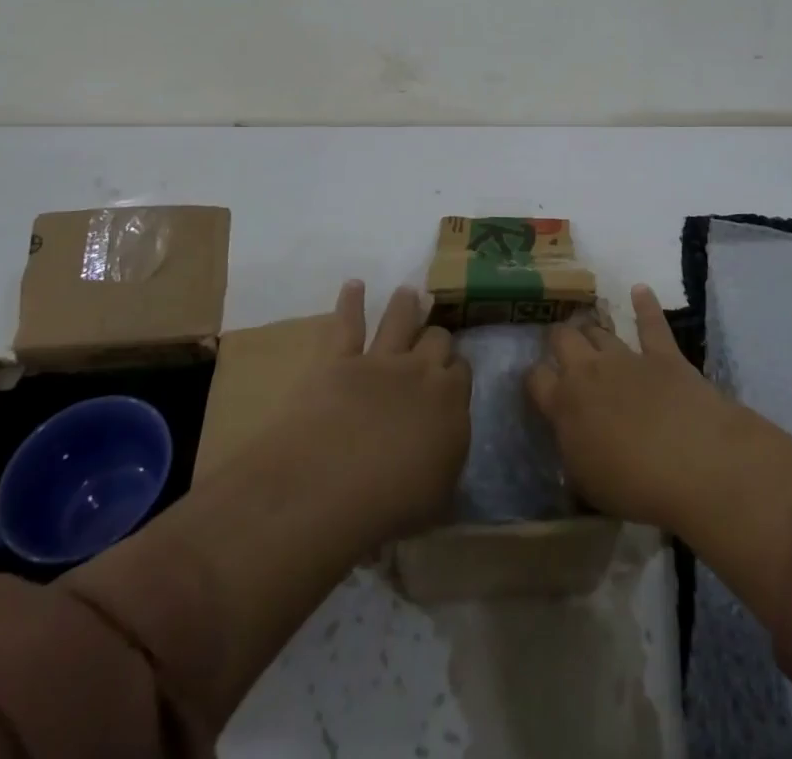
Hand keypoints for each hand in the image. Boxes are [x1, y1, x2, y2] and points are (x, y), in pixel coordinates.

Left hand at [271, 280, 471, 543]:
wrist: (330, 485)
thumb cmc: (390, 506)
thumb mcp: (438, 500)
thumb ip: (448, 464)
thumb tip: (447, 452)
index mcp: (451, 405)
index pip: (462, 374)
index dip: (455, 372)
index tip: (451, 377)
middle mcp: (421, 373)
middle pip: (437, 340)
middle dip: (436, 337)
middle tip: (433, 337)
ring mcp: (380, 360)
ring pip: (400, 320)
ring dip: (405, 305)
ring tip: (408, 292)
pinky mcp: (339, 358)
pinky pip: (348, 322)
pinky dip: (351, 301)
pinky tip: (354, 285)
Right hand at [525, 284, 739, 528]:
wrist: (693, 463)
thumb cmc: (634, 486)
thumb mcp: (587, 484)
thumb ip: (573, 453)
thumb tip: (570, 439)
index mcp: (564, 405)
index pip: (536, 378)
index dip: (535, 378)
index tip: (539, 383)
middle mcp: (589, 372)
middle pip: (564, 339)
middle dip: (560, 340)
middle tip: (562, 348)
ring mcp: (626, 358)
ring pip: (599, 330)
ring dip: (593, 330)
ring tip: (591, 330)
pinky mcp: (663, 354)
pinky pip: (651, 323)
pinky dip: (645, 304)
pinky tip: (640, 290)